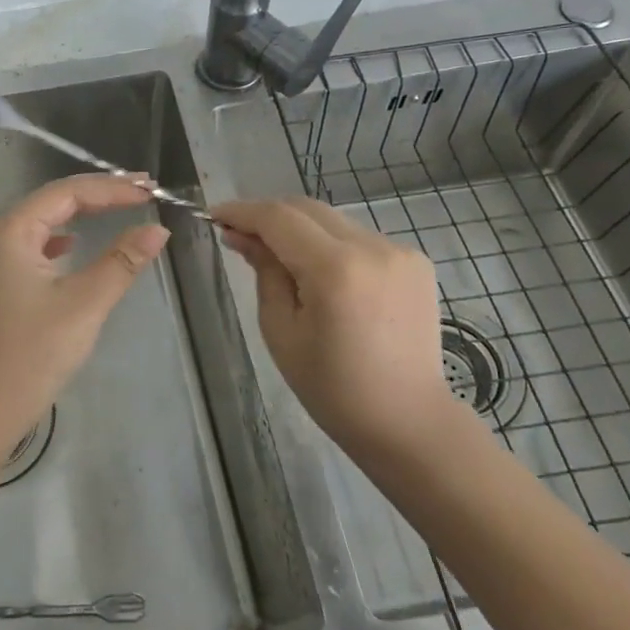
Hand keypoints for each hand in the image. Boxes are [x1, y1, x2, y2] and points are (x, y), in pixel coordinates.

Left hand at [0, 175, 169, 456]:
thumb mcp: (85, 303)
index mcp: (13, 230)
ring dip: (86, 211)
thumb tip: (158, 230)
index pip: (68, 193)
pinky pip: (41, 243)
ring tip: (123, 205)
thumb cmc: (35, 351)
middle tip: (144, 190)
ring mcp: (0, 258)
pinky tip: (78, 243)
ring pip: (49, 220)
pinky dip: (67, 236)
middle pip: (56, 199)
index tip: (150, 192)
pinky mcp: (6, 280)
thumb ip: (122, 261)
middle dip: (100, 193)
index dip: (112, 188)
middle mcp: (2, 235)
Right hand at [214, 197, 452, 454]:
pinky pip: (359, 238)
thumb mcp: (281, 330)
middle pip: (307, 209)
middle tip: (239, 234)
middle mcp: (372, 248)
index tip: (214, 216)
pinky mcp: (415, 261)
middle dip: (269, 216)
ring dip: (300, 230)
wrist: (407, 420)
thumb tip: (242, 236)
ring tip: (278, 258)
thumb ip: (264, 272)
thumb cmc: (333, 387)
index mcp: (335, 269)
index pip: (279, 219)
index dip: (242, 212)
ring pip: (333, 220)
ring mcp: (399, 251)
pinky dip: (331, 244)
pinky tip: (321, 274)